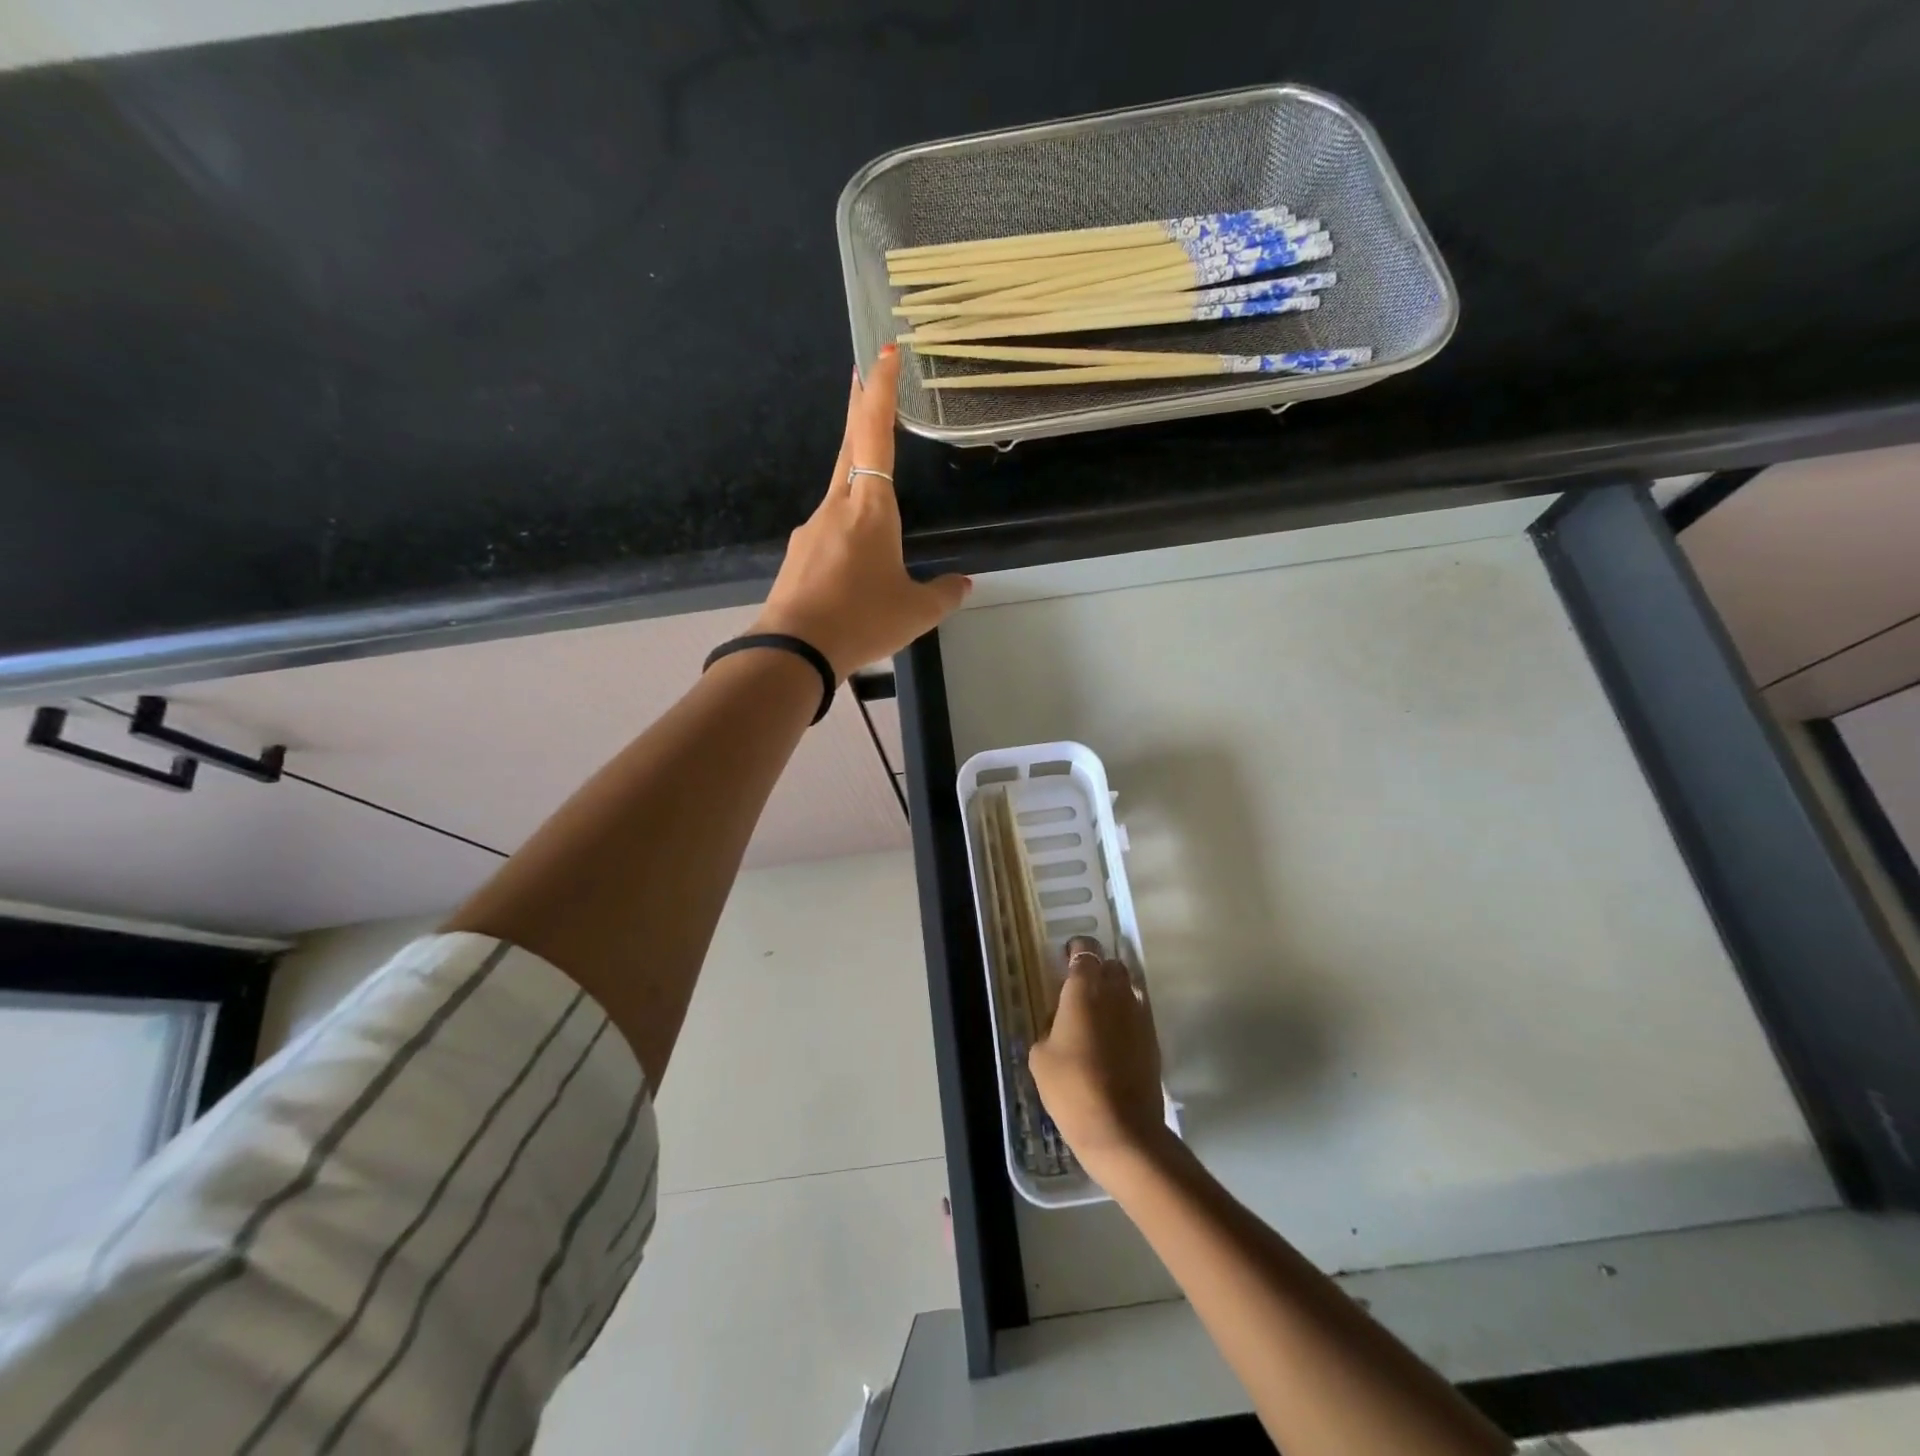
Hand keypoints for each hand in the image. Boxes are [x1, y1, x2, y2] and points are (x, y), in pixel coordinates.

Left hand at [751, 346, 970, 676]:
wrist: (794, 651)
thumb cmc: (862, 620)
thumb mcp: (916, 612)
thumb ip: (944, 593)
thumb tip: (963, 583)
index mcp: (870, 508)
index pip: (875, 434)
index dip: (880, 391)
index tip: (882, 352)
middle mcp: (836, 507)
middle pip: (849, 446)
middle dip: (859, 408)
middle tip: (862, 375)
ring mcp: (811, 530)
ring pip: (839, 492)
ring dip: (856, 479)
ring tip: (876, 504)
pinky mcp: (798, 555)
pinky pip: (829, 530)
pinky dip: (846, 531)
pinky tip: (854, 565)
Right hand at [1028, 937, 1169, 1177]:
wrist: (1122, 1130)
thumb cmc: (1072, 1088)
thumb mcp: (1041, 1056)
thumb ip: (1049, 1027)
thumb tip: (1060, 1023)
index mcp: (1084, 989)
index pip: (1085, 951)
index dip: (1075, 951)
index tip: (1065, 962)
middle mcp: (1116, 993)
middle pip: (1111, 965)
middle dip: (1097, 970)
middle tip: (1079, 991)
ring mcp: (1139, 1015)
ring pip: (1128, 988)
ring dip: (1113, 994)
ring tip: (1096, 1017)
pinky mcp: (1153, 1039)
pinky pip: (1137, 1014)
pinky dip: (1125, 1018)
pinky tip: (1112, 1040)